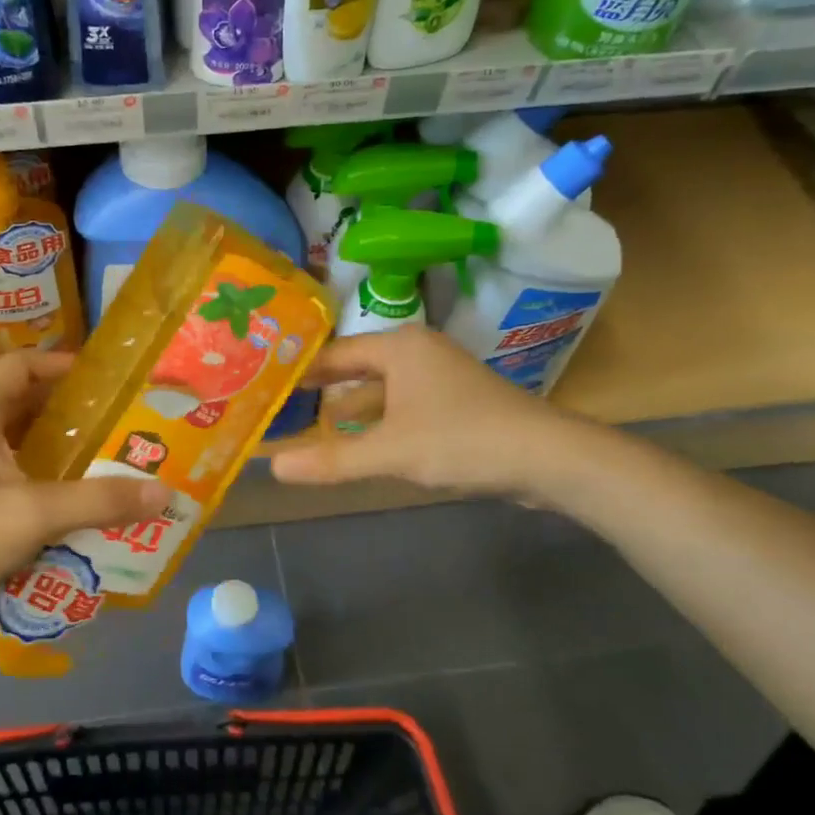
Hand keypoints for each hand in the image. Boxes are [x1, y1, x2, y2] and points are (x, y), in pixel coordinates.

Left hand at [0, 351, 171, 641]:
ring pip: (15, 431)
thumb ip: (98, 501)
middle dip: (68, 405)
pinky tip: (69, 490)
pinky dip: (39, 464)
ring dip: (55, 437)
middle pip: (21, 396)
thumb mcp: (34, 516)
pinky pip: (7, 460)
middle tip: (115, 418)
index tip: (105, 380)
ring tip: (102, 451)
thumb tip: (161, 491)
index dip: (62, 364)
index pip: (21, 365)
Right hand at [272, 327, 594, 499]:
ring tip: (312, 428)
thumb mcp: (390, 452)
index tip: (267, 384)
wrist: (547, 458)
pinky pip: (403, 405)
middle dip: (324, 390)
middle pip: (357, 368)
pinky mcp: (455, 402)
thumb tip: (273, 467)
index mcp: (399, 347)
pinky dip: (379, 421)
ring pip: (381, 389)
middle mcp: (417, 352)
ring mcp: (439, 376)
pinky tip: (361, 443)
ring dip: (351, 409)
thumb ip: (331, 459)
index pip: (335, 353)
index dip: (301, 371)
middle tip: (282, 407)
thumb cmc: (461, 439)